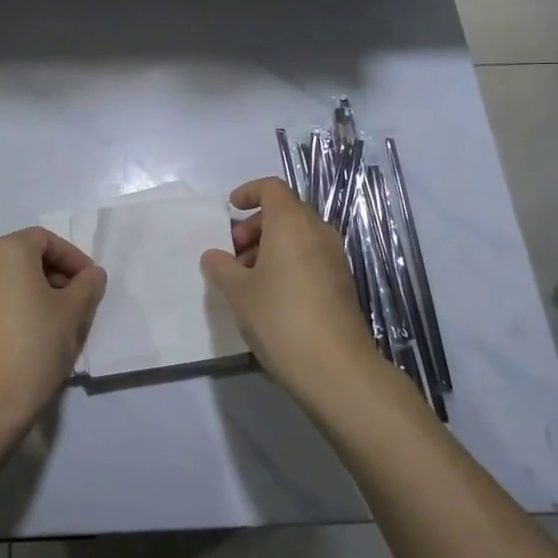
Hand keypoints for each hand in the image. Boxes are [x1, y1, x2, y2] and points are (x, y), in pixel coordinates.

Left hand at [0, 227, 106, 433]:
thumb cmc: (35, 344)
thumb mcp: (73, 312)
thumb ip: (87, 286)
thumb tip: (92, 274)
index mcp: (6, 251)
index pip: (45, 239)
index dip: (73, 257)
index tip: (91, 283)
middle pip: (25, 257)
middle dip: (55, 274)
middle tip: (78, 302)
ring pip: (9, 281)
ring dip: (37, 292)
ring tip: (59, 322)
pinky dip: (17, 308)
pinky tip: (34, 337)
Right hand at [201, 178, 383, 403]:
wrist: (337, 369)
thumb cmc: (280, 318)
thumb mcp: (238, 292)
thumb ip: (221, 267)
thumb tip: (215, 256)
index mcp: (291, 223)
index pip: (272, 188)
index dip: (249, 192)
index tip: (230, 210)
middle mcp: (318, 232)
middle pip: (285, 211)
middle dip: (255, 225)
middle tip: (234, 253)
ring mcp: (335, 258)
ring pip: (298, 236)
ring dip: (271, 246)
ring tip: (248, 279)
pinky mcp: (342, 283)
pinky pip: (310, 257)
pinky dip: (289, 262)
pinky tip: (272, 296)